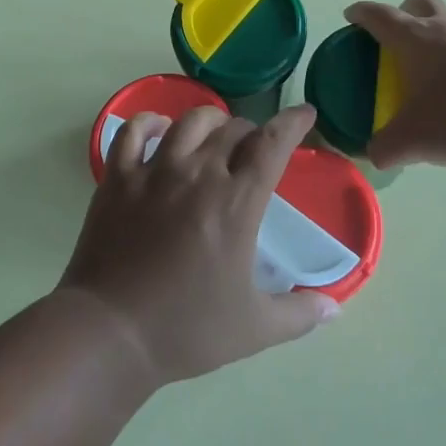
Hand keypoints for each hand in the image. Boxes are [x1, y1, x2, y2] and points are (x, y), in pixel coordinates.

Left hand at [59, 104, 338, 383]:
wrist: (111, 333)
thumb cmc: (186, 329)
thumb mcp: (254, 329)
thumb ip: (299, 315)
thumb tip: (334, 310)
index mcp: (236, 202)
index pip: (272, 144)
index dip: (292, 122)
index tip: (305, 113)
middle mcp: (198, 173)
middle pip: (233, 129)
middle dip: (251, 131)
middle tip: (254, 148)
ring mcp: (154, 171)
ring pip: (189, 122)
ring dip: (210, 121)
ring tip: (214, 133)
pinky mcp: (118, 177)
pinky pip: (134, 132)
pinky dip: (150, 123)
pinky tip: (159, 130)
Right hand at [347, 0, 445, 169]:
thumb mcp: (415, 140)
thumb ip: (386, 148)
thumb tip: (373, 155)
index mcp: (414, 39)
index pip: (379, 15)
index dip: (361, 13)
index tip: (351, 16)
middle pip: (420, 3)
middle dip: (404, 12)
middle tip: (398, 37)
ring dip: (441, 30)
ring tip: (438, 63)